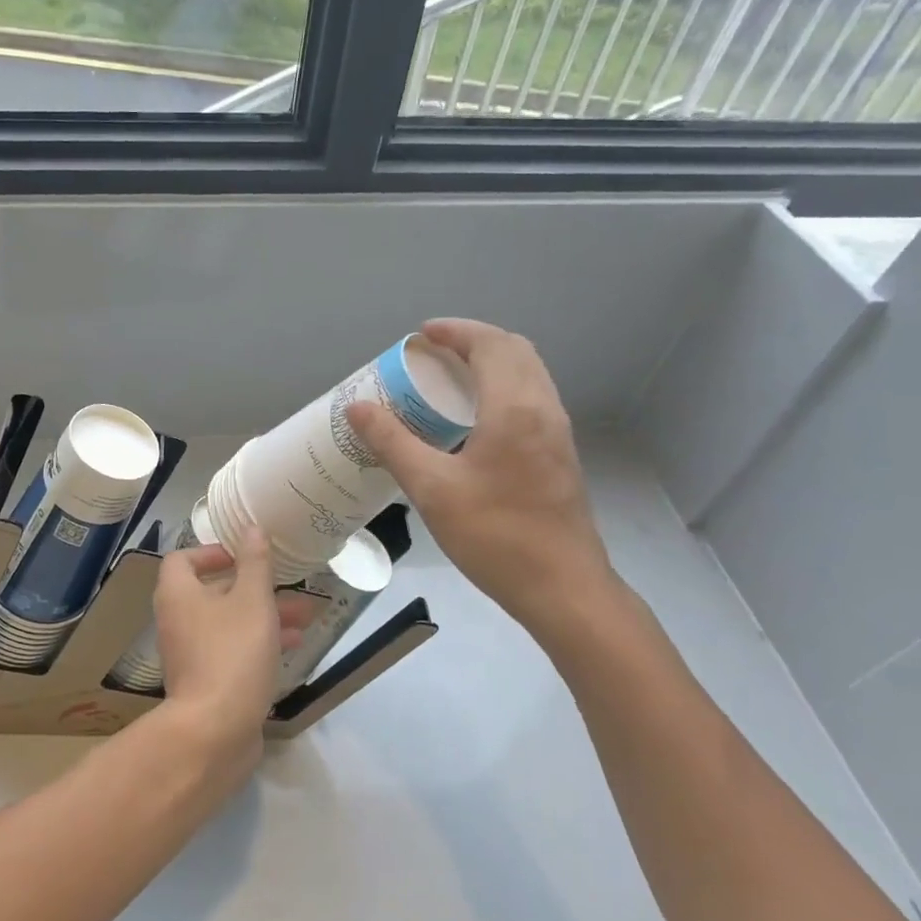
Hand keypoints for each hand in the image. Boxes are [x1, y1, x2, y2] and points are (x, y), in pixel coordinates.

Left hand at [152, 527, 307, 759]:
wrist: (214, 731)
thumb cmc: (232, 653)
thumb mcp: (252, 600)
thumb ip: (254, 563)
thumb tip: (251, 527)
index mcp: (178, 594)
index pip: (182, 559)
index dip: (211, 552)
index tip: (242, 555)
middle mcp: (177, 620)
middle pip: (212, 592)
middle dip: (253, 587)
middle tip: (288, 585)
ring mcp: (189, 653)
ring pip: (228, 623)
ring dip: (263, 615)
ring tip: (305, 616)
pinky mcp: (205, 681)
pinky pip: (231, 650)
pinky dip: (257, 643)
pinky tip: (292, 647)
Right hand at [347, 319, 616, 640]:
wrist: (563, 588)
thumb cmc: (495, 535)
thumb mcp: (432, 489)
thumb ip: (393, 443)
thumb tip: (357, 408)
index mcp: (515, 408)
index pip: (490, 344)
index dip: (455, 331)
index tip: (420, 335)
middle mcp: (544, 409)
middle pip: (514, 351)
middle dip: (473, 342)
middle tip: (432, 355)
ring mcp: (558, 433)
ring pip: (528, 375)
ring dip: (491, 364)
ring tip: (448, 382)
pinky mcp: (560, 455)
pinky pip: (532, 399)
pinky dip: (502, 389)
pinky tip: (473, 422)